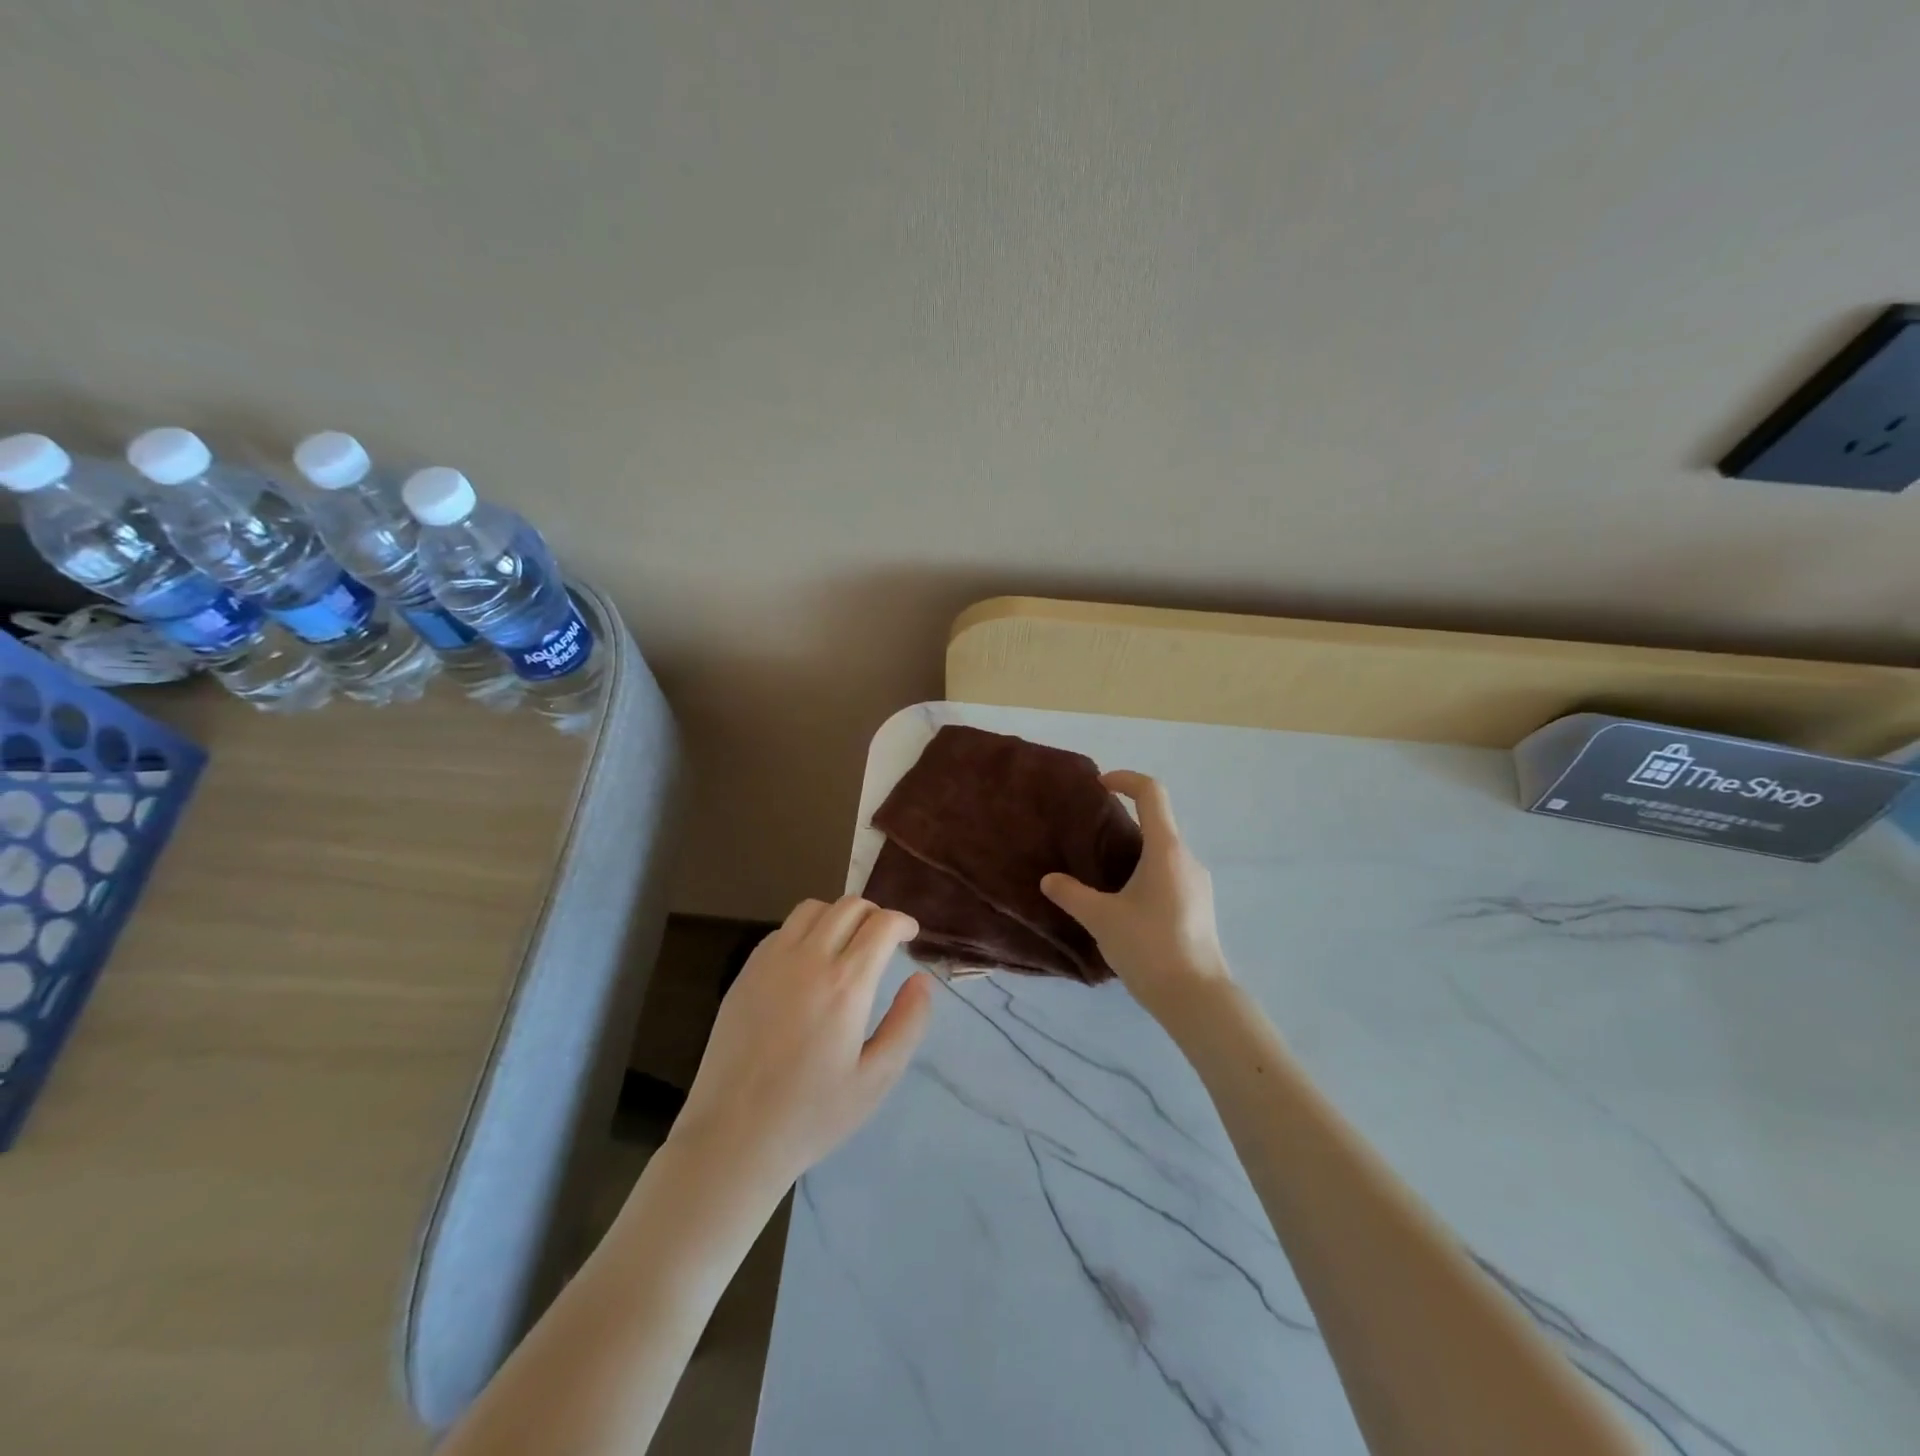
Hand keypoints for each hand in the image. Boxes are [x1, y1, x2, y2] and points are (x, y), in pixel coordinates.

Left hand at [672, 896, 933, 1192]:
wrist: (733, 1137)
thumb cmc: (812, 1115)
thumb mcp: (876, 1079)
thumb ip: (908, 1023)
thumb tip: (921, 979)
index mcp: (846, 985)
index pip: (881, 924)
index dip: (902, 922)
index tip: (910, 935)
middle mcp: (808, 960)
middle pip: (849, 906)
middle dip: (875, 914)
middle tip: (884, 940)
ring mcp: (771, 962)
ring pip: (812, 909)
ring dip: (838, 915)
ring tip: (847, 944)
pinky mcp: (745, 972)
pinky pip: (782, 929)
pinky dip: (805, 930)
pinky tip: (808, 962)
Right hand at [1041, 770, 1231, 1022]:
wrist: (1196, 997)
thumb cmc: (1149, 947)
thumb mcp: (1101, 919)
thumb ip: (1071, 894)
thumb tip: (1049, 880)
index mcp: (1166, 850)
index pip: (1152, 793)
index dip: (1126, 779)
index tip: (1101, 785)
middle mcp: (1187, 859)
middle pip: (1159, 822)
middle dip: (1125, 820)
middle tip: (1091, 837)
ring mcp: (1198, 884)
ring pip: (1164, 852)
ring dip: (1136, 851)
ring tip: (1104, 873)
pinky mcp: (1200, 906)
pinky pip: (1171, 874)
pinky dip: (1147, 873)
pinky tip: (1127, 903)